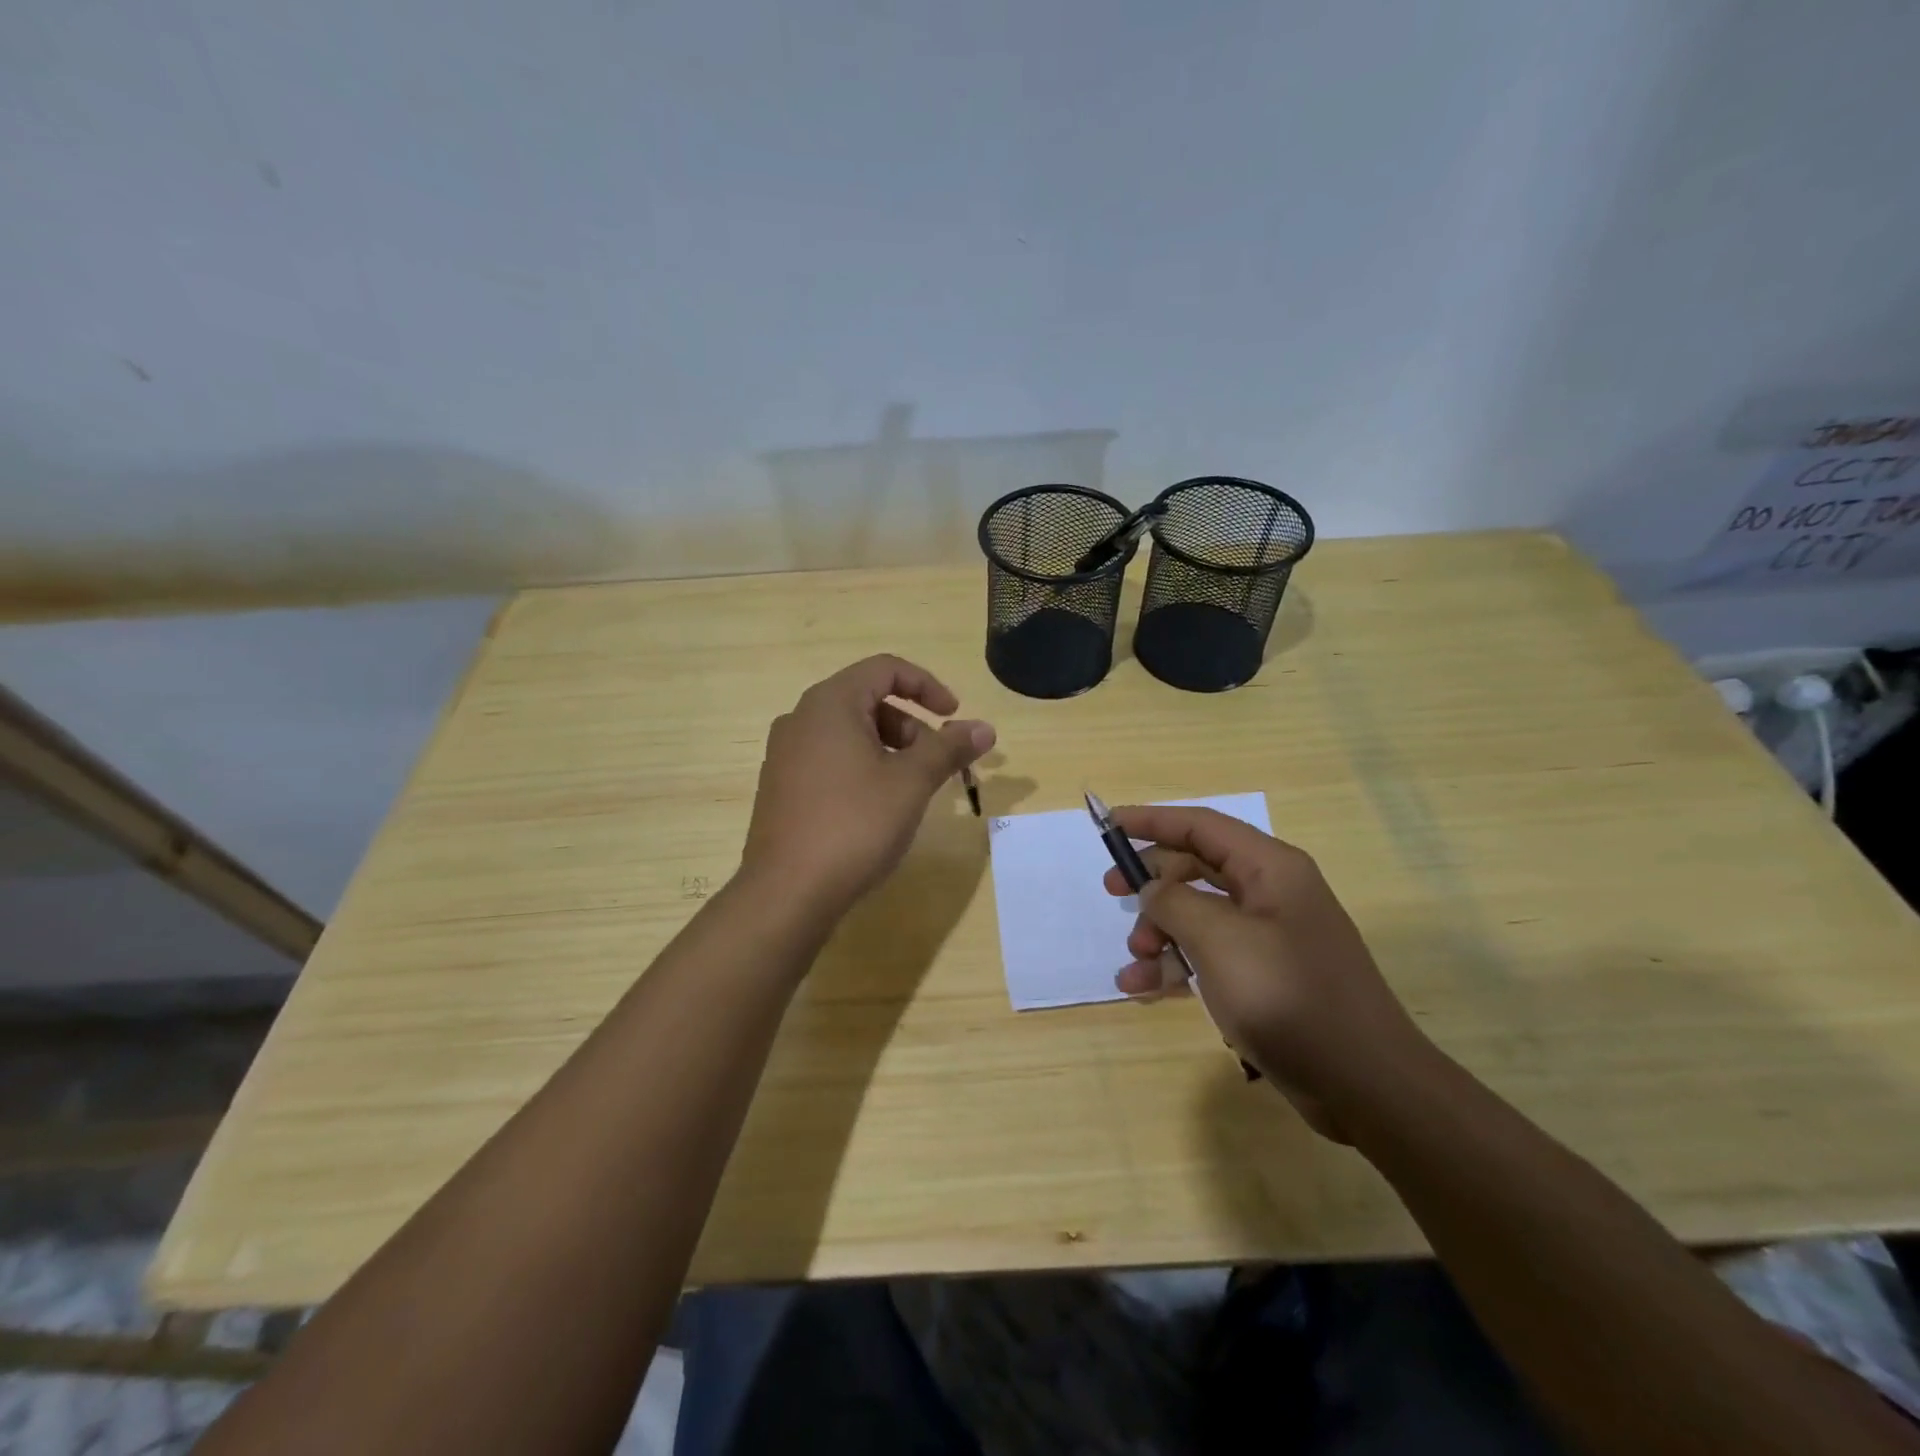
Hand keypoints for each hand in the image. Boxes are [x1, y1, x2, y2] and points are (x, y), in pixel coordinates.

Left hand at [742, 655, 994, 916]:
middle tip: (935, 763)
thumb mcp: (911, 782)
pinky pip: (829, 759)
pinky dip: (861, 768)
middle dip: (910, 725)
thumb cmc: (854, 824)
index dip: (927, 686)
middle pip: (867, 701)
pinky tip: (875, 809)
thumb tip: (985, 727)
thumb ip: (949, 748)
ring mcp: (785, 754)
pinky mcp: (781, 787)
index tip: (954, 717)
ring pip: (848, 733)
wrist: (787, 892)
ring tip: (909, 790)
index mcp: (830, 703)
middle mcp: (800, 718)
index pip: (885, 669)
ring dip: (888, 749)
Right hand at [1102, 805, 1429, 1140]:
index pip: (1201, 826)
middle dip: (1152, 882)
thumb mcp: (1219, 940)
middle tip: (1112, 893)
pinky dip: (1177, 965)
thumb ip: (1174, 902)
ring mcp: (1270, 937)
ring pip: (1199, 915)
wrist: (1363, 1084)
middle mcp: (1271, 893)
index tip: (1109, 824)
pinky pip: (1210, 955)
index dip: (1152, 821)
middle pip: (1197, 867)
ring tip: (1136, 961)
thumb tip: (1151, 888)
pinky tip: (1143, 988)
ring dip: (1160, 932)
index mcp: (1270, 869)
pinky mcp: (1266, 977)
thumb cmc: (1287, 996)